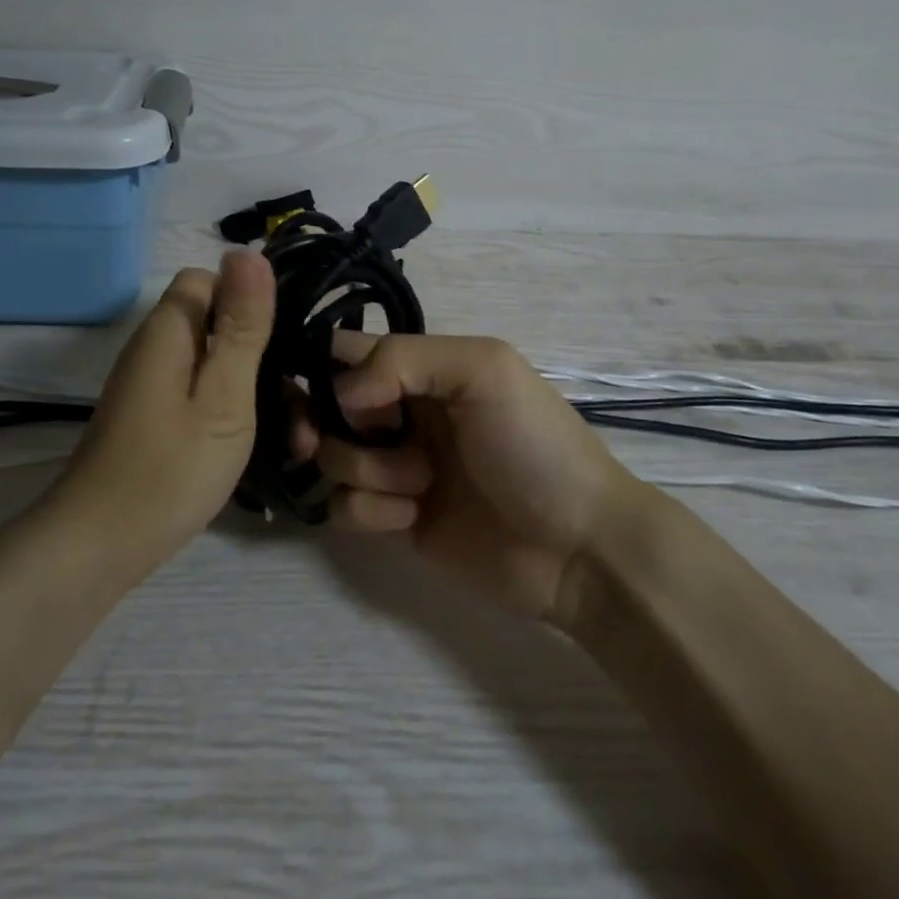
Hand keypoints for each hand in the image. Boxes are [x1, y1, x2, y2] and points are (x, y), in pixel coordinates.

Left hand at [57, 249, 275, 571]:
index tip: (286, 342)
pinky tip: (265, 452)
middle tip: (304, 410)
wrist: (100, 547)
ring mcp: (153, 386)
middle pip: (219, 325)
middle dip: (266, 359)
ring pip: (216, 366)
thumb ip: (241, 326)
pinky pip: (203, 397)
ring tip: (299, 443)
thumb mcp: (223, 395)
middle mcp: (157, 348)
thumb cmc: (170, 468)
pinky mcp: (155, 418)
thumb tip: (247, 250)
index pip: (210, 280)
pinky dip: (235, 416)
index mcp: (169, 330)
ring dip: (258, 395)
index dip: (250, 300)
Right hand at [294, 333, 642, 623]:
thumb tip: (339, 394)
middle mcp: (401, 411)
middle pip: (325, 405)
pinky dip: (370, 511)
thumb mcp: (483, 369)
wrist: (578, 548)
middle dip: (320, 421)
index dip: (324, 367)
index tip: (324, 390)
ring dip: (364, 469)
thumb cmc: (535, 446)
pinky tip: (412, 518)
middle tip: (328, 439)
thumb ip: (401, 359)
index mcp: (422, 369)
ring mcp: (396, 466)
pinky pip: (344, 507)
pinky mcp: (393, 518)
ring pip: (332, 457)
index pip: (347, 351)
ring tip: (418, 482)